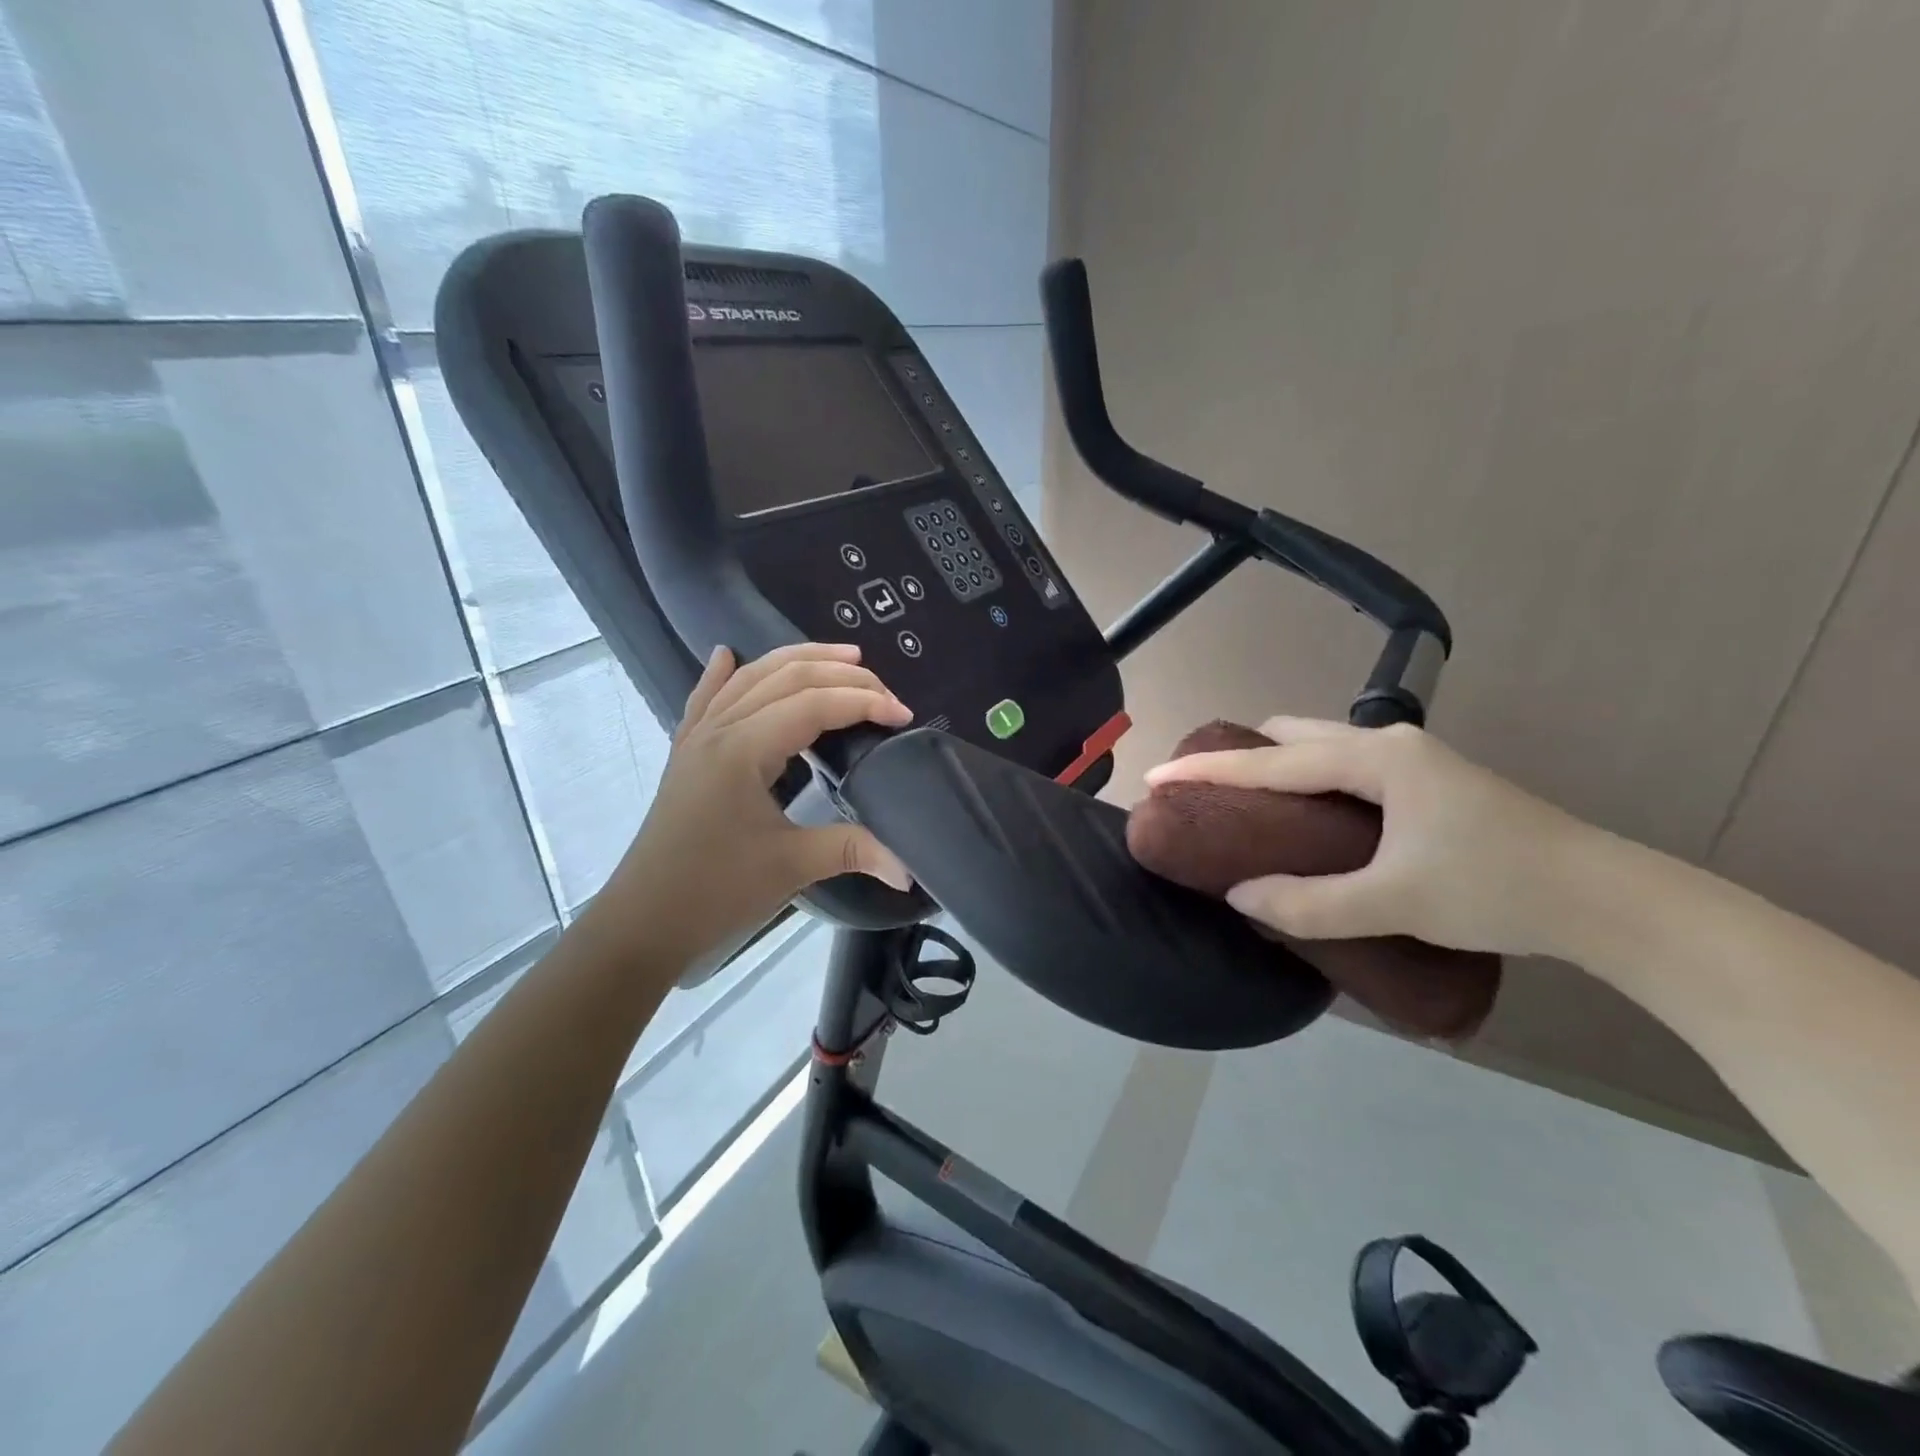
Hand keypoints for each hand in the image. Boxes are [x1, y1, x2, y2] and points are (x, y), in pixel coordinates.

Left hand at [592, 643, 913, 969]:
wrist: (642, 924)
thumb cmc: (715, 893)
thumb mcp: (791, 868)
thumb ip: (853, 851)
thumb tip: (909, 869)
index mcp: (743, 749)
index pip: (814, 704)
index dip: (864, 702)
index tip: (904, 715)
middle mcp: (719, 729)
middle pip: (786, 678)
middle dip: (840, 674)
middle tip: (885, 688)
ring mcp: (697, 738)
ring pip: (751, 678)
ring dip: (798, 660)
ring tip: (842, 656)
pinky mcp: (686, 754)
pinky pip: (707, 700)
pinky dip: (723, 675)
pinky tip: (727, 653)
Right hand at [1145, 718, 1598, 956]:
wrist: (1608, 900)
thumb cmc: (1497, 888)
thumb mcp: (1395, 901)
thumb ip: (1310, 903)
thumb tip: (1239, 896)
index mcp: (1377, 759)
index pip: (1272, 759)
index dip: (1209, 768)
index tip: (1158, 773)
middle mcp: (1391, 745)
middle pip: (1295, 734)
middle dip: (1244, 755)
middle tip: (1209, 792)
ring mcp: (1415, 761)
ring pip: (1323, 747)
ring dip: (1279, 765)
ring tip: (1249, 805)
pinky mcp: (1429, 783)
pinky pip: (1345, 765)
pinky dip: (1309, 779)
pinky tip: (1308, 816)